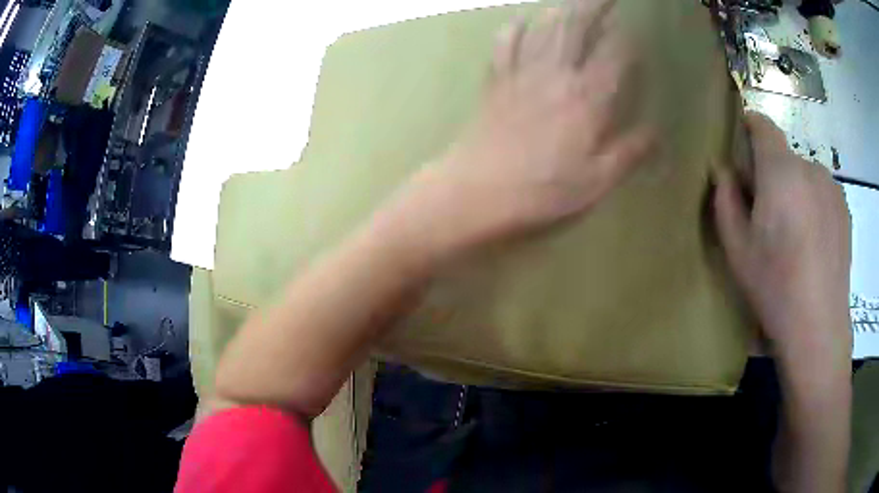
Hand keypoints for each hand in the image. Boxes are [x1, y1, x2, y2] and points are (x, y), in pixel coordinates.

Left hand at [384, 1, 653, 261]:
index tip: (636, 37)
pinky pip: (504, 45)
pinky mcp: (495, 83)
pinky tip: (520, 21)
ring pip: (542, 30)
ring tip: (571, 4)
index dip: (628, 42)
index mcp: (587, 100)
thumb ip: (629, 153)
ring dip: (559, 12)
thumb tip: (657, 132)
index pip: (614, 56)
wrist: (476, 193)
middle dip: (593, 7)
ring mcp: (521, 75)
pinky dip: (513, 29)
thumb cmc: (541, 193)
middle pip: (576, 29)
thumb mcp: (596, 182)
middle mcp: (555, 76)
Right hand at [713, 113, 851, 371]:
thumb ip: (726, 200)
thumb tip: (723, 171)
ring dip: (794, 191)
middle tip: (767, 214)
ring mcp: (832, 188)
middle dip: (771, 174)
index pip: (763, 125)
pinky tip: (813, 244)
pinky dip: (813, 205)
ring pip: (804, 175)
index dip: (749, 126)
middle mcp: (810, 168)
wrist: (818, 329)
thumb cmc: (775, 288)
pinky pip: (822, 193)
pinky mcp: (844, 208)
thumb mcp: (737, 249)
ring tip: (794, 235)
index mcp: (781, 172)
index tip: (741, 145)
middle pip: (784, 156)